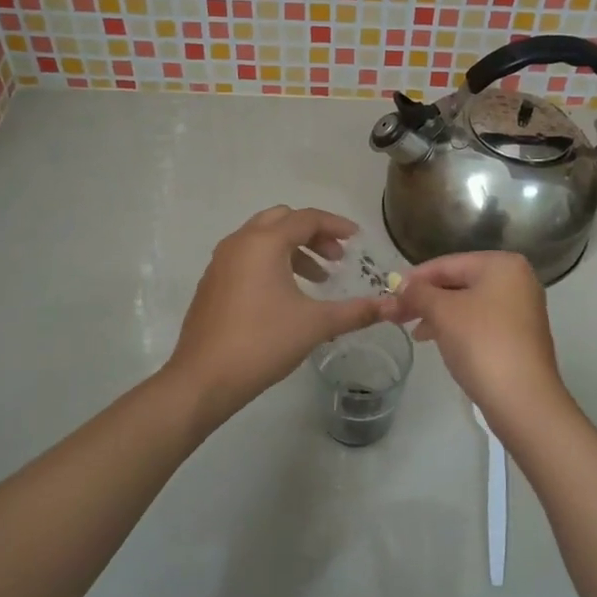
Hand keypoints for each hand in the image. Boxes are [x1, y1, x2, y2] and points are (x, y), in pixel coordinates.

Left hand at [166, 207, 396, 423]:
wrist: (203, 378)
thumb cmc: (262, 342)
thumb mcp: (316, 325)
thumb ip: (356, 312)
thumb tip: (392, 306)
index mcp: (264, 242)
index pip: (306, 218)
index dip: (336, 226)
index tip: (357, 240)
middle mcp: (239, 242)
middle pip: (282, 220)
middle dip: (313, 234)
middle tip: (336, 257)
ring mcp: (220, 262)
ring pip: (262, 238)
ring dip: (292, 249)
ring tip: (317, 279)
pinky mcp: (212, 283)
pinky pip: (246, 257)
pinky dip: (271, 263)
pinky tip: (285, 295)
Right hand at [393, 251, 574, 433]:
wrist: (522, 398)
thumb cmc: (481, 343)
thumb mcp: (442, 311)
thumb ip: (418, 292)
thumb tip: (402, 285)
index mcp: (502, 265)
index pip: (448, 263)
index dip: (415, 278)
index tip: (389, 293)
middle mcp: (517, 281)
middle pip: (459, 282)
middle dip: (426, 299)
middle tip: (396, 315)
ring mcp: (522, 310)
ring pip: (468, 304)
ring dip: (438, 315)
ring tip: (415, 333)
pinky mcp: (520, 337)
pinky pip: (481, 323)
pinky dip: (457, 328)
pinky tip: (438, 341)